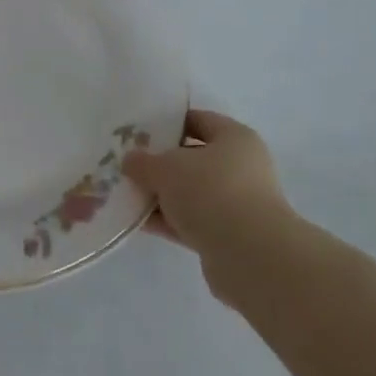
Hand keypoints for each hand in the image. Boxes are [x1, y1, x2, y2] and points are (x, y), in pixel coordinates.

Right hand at [124, 110, 292, 268]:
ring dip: (162, 196)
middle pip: (192, 159)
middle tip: (128, 165)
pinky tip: (139, 222)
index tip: (138, 131)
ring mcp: (236, 204)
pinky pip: (191, 221)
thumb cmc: (211, 192)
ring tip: (126, 195)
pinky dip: (168, 221)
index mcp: (234, 138)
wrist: (249, 255)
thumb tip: (131, 161)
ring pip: (190, 193)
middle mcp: (241, 167)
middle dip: (160, 164)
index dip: (168, 123)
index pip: (198, 120)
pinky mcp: (228, 236)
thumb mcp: (167, 168)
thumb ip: (144, 162)